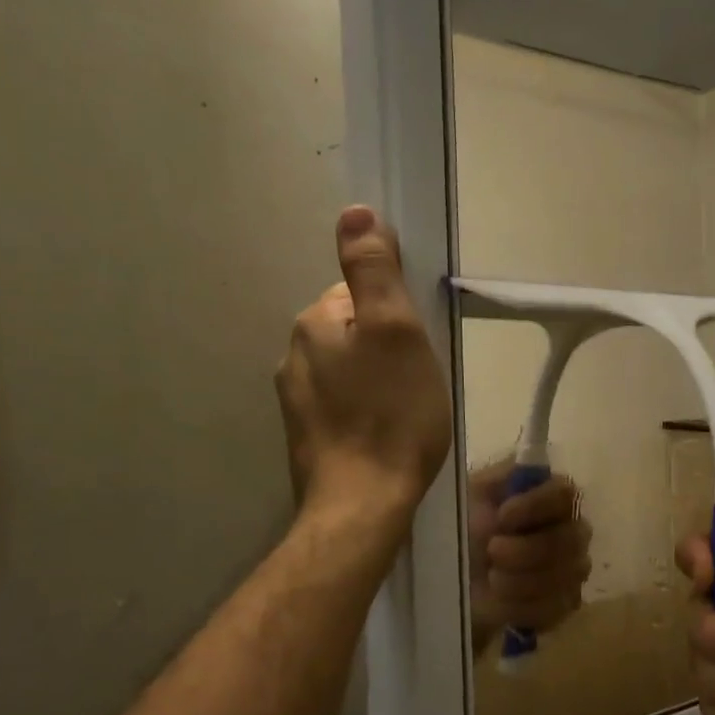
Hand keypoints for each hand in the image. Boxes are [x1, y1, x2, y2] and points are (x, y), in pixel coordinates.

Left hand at [276, 207, 451, 517]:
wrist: (364, 503)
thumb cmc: (391, 414)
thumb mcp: (397, 330)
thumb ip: (374, 269)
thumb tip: (355, 211)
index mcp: (314, 322)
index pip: (359, 293)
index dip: (397, 314)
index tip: (420, 345)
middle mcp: (294, 354)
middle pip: (353, 331)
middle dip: (386, 347)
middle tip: (419, 380)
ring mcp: (295, 400)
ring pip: (348, 370)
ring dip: (377, 380)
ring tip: (407, 411)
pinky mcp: (307, 436)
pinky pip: (343, 404)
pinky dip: (365, 410)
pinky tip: (386, 433)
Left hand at [467, 462, 591, 652]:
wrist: (453, 582)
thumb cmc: (464, 529)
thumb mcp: (472, 494)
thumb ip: (499, 475)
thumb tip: (511, 451)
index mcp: (549, 496)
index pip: (564, 492)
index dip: (535, 506)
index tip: (502, 516)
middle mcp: (570, 527)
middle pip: (571, 538)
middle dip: (526, 550)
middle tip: (492, 553)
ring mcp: (572, 567)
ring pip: (566, 574)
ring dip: (521, 580)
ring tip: (491, 579)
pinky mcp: (564, 603)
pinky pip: (558, 606)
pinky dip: (524, 606)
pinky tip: (502, 601)